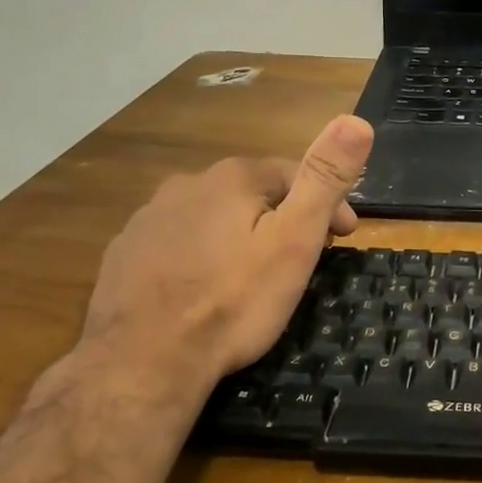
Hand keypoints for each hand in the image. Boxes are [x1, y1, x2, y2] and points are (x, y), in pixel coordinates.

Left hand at [80, 115, 375, 390]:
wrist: (144, 362)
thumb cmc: (234, 301)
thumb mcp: (295, 240)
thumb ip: (324, 178)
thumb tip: (357, 120)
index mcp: (232, 178)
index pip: (295, 175)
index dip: (328, 204)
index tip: (345, 238)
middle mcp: (186, 185)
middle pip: (253, 194)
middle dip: (284, 218)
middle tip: (305, 259)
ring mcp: (149, 219)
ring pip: (213, 217)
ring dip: (240, 235)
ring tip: (255, 277)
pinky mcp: (125, 253)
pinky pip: (178, 243)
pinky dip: (201, 255)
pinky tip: (206, 288)